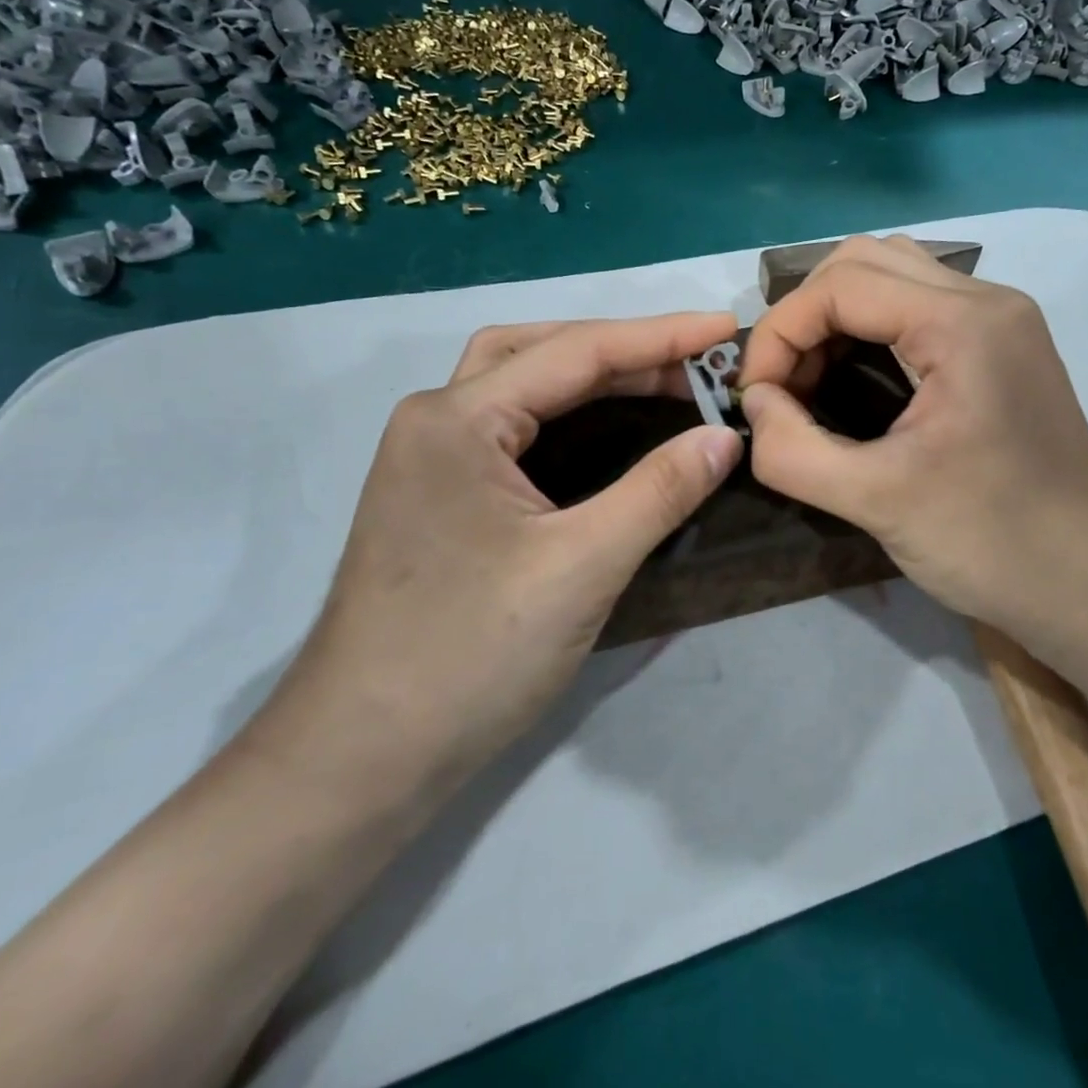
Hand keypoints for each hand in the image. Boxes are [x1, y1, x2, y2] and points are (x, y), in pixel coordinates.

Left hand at [251, 313, 743, 808]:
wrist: (360, 759)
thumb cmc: (470, 655)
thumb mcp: (582, 567)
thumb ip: (658, 491)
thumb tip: (725, 436)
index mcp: (458, 419)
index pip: (577, 353)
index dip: (661, 338)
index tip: (727, 328)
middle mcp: (435, 419)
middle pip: (541, 351)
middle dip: (623, 347)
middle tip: (693, 358)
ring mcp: (429, 457)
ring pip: (521, 383)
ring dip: (590, 372)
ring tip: (659, 378)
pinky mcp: (437, 494)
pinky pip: (513, 425)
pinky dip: (566, 410)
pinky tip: (603, 426)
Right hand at [737, 235, 1087, 649]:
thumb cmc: (991, 543)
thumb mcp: (876, 500)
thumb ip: (792, 449)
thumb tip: (755, 405)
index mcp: (963, 322)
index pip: (841, 285)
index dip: (780, 332)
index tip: (756, 396)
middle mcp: (987, 299)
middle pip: (864, 261)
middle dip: (805, 316)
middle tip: (784, 383)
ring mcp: (1001, 319)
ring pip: (892, 274)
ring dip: (836, 315)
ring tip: (812, 378)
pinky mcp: (1002, 345)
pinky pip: (918, 304)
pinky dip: (870, 327)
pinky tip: (855, 377)